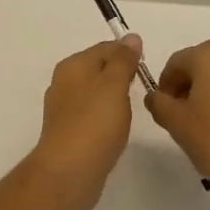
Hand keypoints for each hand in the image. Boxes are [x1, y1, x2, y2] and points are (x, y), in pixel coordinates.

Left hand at [29, 37, 143, 209]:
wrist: (68, 173)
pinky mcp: (68, 132)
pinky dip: (105, 118)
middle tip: (142, 91)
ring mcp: (64, 108)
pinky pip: (91, 115)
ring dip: (114, 98)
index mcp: (73, 66)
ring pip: (96, 93)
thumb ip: (123, 60)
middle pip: (99, 69)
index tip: (146, 70)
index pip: (105, 48)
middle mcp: (64, 82)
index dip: (128, 54)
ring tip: (131, 112)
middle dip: (121, 76)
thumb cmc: (94, 123)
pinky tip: (115, 130)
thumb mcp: (114, 85)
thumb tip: (131, 37)